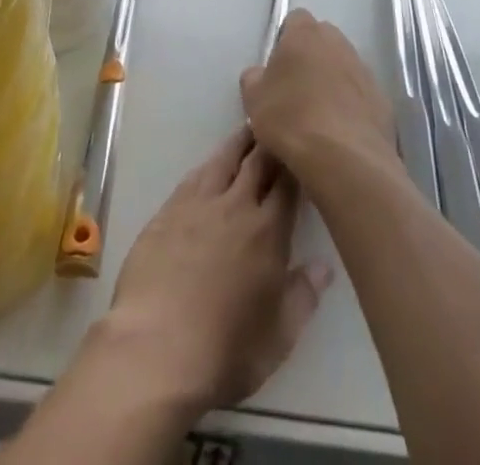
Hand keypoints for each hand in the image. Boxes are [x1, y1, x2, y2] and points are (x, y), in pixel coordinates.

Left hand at [96, 129, 330, 414]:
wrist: (156, 348)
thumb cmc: (225, 351)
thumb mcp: (278, 337)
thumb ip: (304, 296)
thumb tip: (324, 267)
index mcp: (268, 232)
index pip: (288, 185)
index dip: (297, 166)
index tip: (303, 152)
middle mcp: (236, 206)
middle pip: (257, 162)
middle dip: (270, 144)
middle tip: (278, 127)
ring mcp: (199, 203)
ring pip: (224, 159)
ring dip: (239, 143)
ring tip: (249, 130)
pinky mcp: (168, 210)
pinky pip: (194, 175)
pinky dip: (209, 163)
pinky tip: (211, 162)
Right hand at [241, 10, 396, 177]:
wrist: (344, 158)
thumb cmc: (291, 119)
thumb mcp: (253, 99)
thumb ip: (254, 77)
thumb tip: (260, 74)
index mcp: (305, 34)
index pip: (295, 20)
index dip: (285, 39)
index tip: (278, 67)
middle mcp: (338, 42)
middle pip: (322, 40)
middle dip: (310, 58)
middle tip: (295, 90)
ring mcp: (363, 69)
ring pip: (343, 66)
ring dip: (332, 81)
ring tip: (318, 116)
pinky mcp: (382, 98)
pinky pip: (360, 94)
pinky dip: (351, 105)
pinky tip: (340, 132)